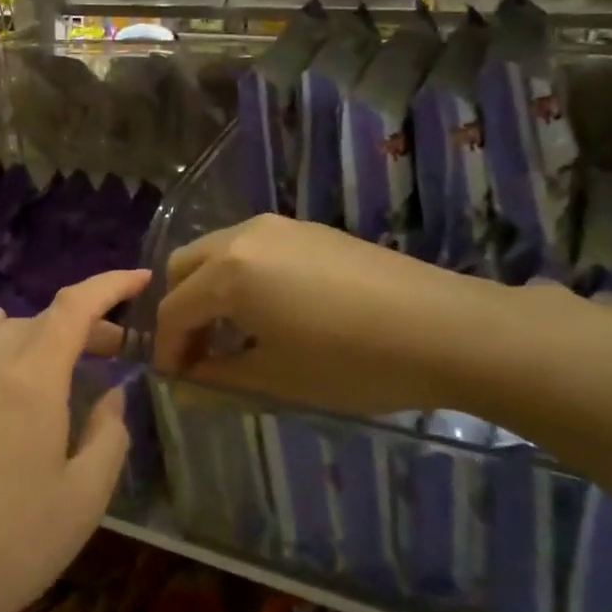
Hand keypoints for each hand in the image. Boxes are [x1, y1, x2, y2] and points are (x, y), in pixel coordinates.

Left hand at [0, 269, 151, 611]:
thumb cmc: (14, 544)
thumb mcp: (84, 497)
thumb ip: (108, 435)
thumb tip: (111, 397)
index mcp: (32, 381)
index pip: (74, 308)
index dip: (110, 285)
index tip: (142, 278)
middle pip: (42, 320)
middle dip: (86, 323)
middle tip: (118, 350)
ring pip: (6, 332)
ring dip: (43, 333)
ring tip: (69, 357)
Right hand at [148, 214, 503, 418]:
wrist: (444, 328)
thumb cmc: (350, 361)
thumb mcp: (275, 379)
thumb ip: (217, 379)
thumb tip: (184, 384)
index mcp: (227, 273)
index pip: (174, 310)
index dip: (167, 349)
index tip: (174, 381)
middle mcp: (243, 236)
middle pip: (184, 267)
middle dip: (181, 310)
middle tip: (198, 354)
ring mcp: (278, 226)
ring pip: (217, 251)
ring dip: (209, 290)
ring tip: (233, 334)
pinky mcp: (309, 229)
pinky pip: (252, 247)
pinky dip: (240, 276)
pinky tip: (270, 310)